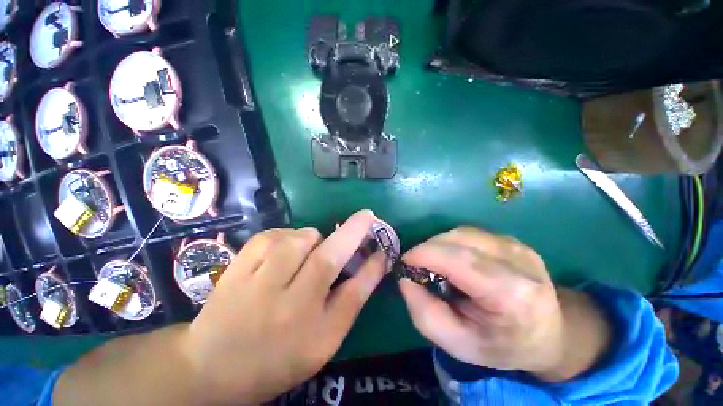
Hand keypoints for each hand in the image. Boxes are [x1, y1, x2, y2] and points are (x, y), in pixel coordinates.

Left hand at [184, 210, 386, 403]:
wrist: (212, 367)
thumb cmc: (278, 358)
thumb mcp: (324, 339)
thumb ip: (351, 299)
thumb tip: (374, 262)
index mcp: (312, 334)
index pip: (353, 293)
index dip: (372, 265)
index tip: (383, 243)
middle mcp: (287, 309)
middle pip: (326, 258)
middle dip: (351, 231)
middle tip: (363, 218)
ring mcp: (256, 285)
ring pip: (299, 239)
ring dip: (313, 238)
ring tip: (309, 251)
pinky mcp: (236, 268)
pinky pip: (272, 236)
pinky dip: (286, 236)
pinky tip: (283, 250)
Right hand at [398, 227, 610, 380]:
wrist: (551, 335)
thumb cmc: (502, 346)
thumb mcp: (458, 344)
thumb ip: (424, 313)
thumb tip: (405, 278)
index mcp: (513, 294)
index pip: (459, 260)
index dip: (424, 254)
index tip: (405, 262)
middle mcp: (519, 261)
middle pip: (459, 239)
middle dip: (429, 248)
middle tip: (417, 265)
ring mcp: (519, 247)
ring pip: (462, 232)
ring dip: (439, 244)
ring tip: (434, 263)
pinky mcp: (513, 241)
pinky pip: (471, 233)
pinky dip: (452, 243)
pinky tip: (453, 260)